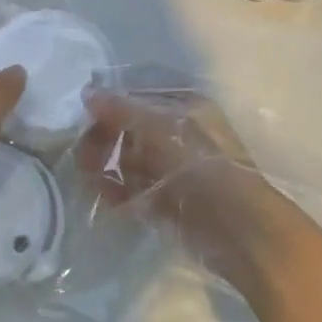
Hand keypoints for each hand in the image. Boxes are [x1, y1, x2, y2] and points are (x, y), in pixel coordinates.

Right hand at [78, 92, 293, 287]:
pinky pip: (134, 190)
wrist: (238, 229)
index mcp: (184, 106)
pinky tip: (109, 201)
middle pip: (129, 130)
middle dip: (103, 142)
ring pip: (129, 161)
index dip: (108, 107)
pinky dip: (118, 193)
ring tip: (93, 183)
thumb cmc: (201, 165)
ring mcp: (174, 169)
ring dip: (106, 170)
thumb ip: (121, 109)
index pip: (136, 98)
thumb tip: (88, 92)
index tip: (83, 120)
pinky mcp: (169, 201)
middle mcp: (179, 133)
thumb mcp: (159, 127)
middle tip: (83, 159)